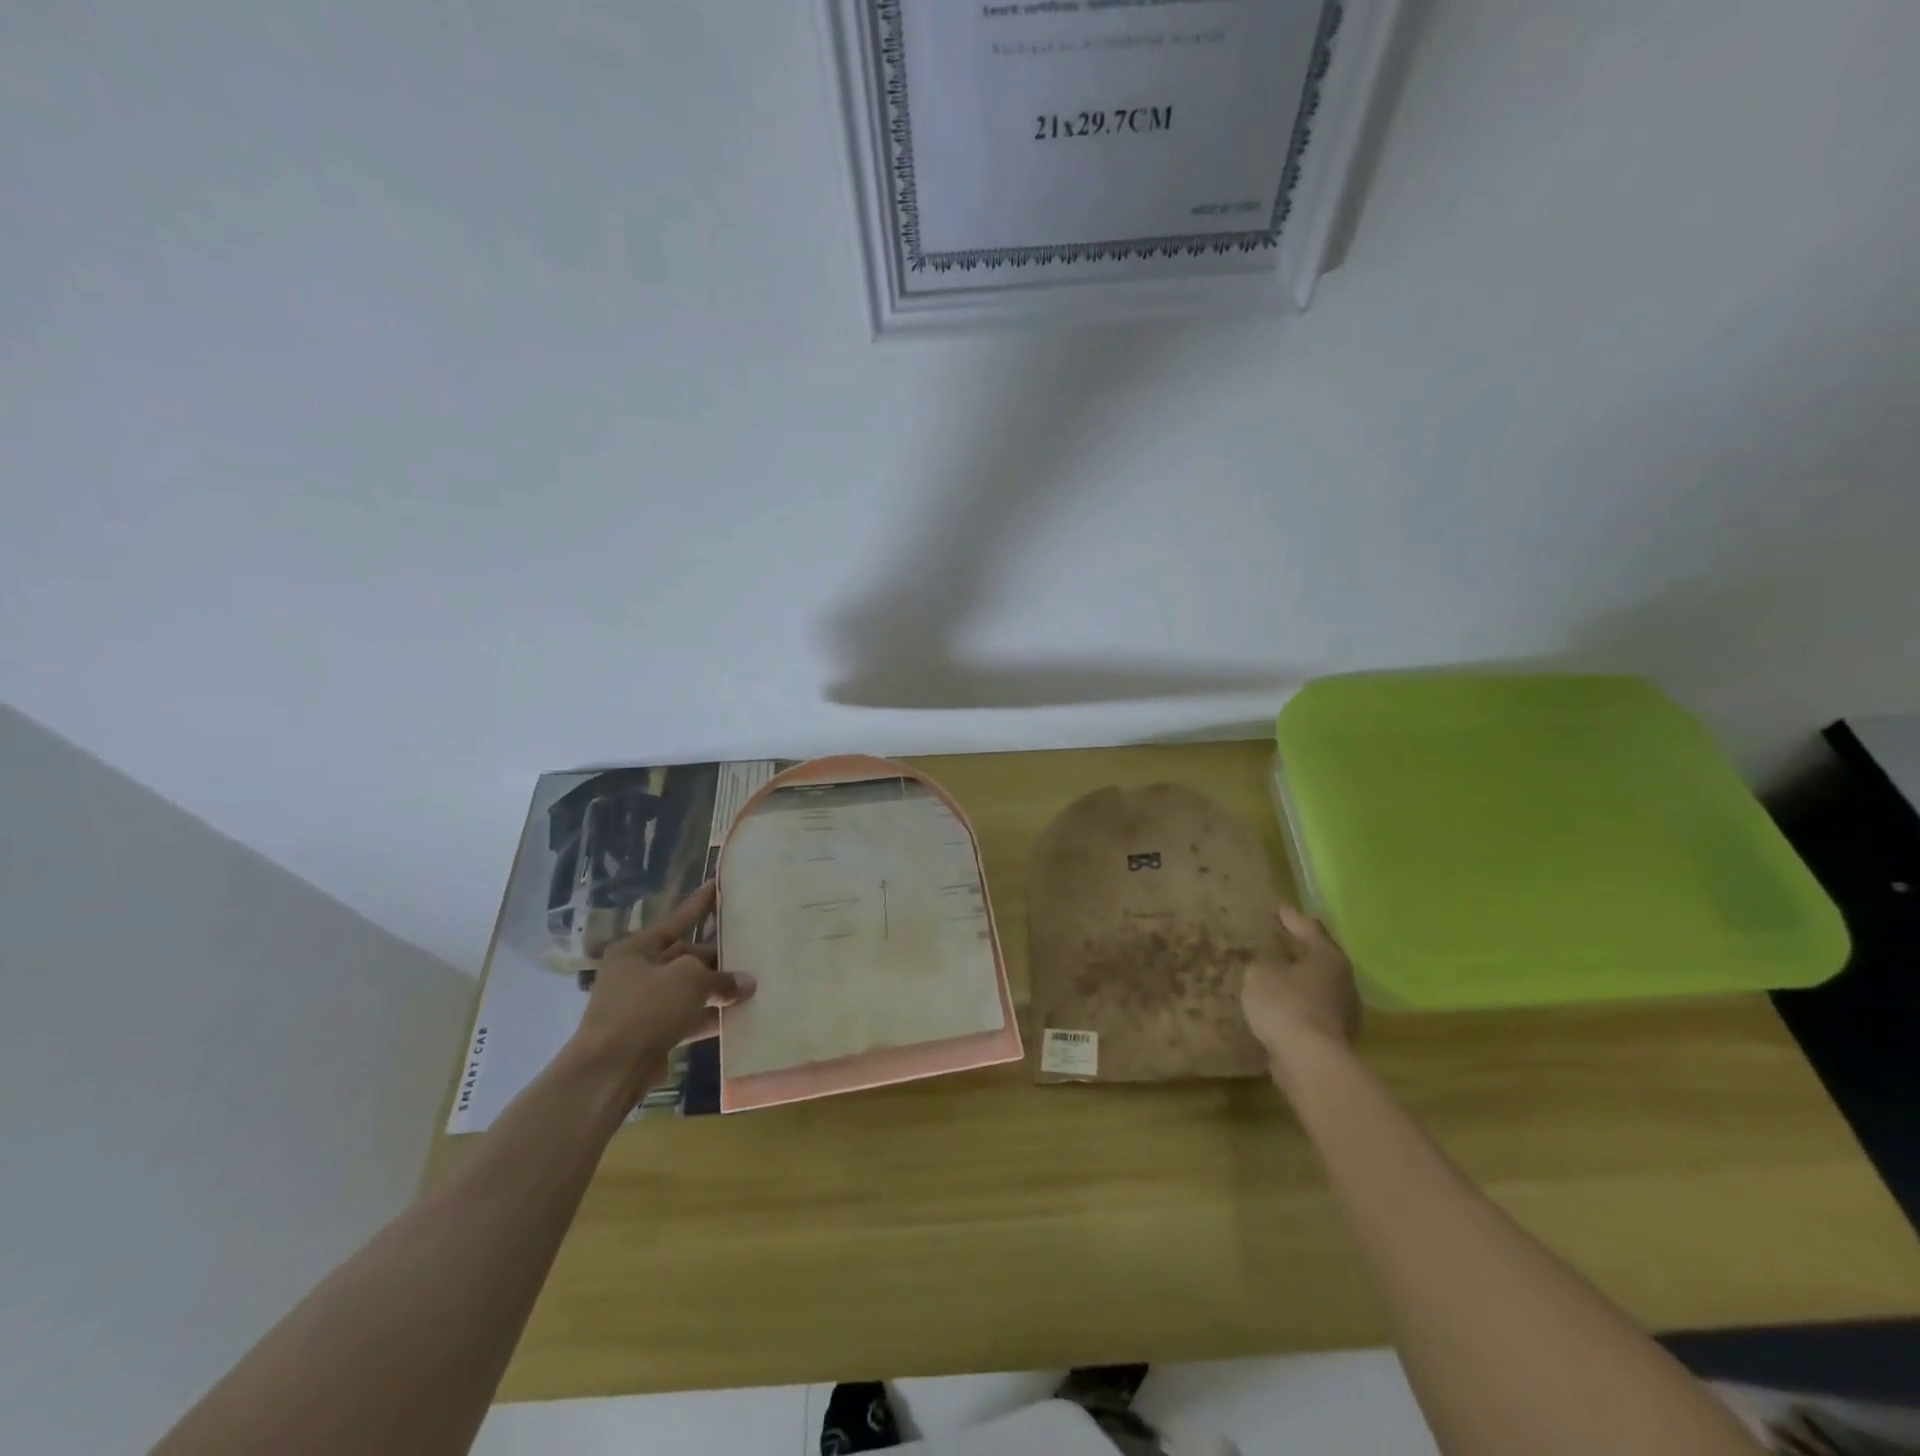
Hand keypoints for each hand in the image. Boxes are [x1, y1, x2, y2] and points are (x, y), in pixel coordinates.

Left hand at [572, 882, 755, 1095]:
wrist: (610, 1070)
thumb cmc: (646, 1009)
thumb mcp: (690, 981)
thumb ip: (721, 978)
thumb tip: (746, 983)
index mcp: (637, 949)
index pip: (677, 920)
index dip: (700, 904)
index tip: (719, 886)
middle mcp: (637, 973)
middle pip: (685, 958)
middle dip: (717, 959)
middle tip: (751, 953)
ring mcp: (642, 1006)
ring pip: (688, 990)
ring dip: (717, 991)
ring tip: (753, 985)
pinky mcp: (651, 1034)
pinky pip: (687, 1018)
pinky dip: (709, 1017)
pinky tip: (739, 1018)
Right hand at [1241, 903, 1361, 1072]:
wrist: (1308, 1060)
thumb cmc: (1285, 1004)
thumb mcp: (1261, 972)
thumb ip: (1263, 962)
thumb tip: (1270, 963)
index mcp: (1328, 957)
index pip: (1308, 929)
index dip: (1291, 918)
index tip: (1279, 908)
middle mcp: (1343, 981)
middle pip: (1319, 958)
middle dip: (1300, 951)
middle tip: (1281, 940)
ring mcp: (1343, 1012)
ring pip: (1317, 987)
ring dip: (1299, 981)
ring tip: (1277, 975)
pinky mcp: (1334, 1037)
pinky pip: (1311, 1011)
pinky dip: (1297, 1005)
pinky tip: (1279, 1006)